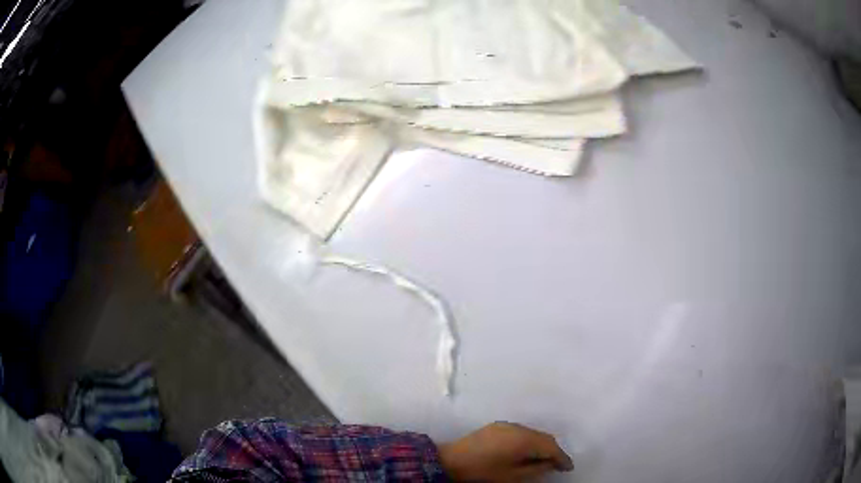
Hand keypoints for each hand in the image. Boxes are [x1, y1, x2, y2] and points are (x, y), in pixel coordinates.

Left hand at [437, 422, 573, 481]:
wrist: (450, 461)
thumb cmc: (483, 472)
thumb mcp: (512, 476)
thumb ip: (536, 469)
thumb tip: (550, 463)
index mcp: (523, 439)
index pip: (550, 446)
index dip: (562, 457)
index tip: (569, 468)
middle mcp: (518, 427)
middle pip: (543, 437)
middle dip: (552, 450)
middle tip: (558, 464)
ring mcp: (506, 425)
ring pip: (532, 433)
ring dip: (540, 445)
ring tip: (543, 460)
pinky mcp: (496, 426)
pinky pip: (520, 432)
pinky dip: (528, 441)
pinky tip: (526, 452)